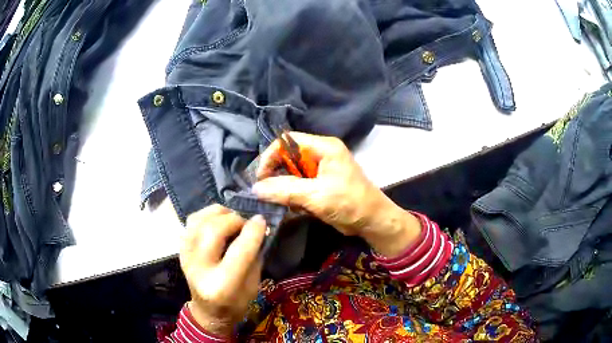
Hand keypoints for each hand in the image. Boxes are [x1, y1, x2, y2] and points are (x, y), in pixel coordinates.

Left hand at [180, 205, 265, 336]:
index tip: (262, 220)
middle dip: (234, 220)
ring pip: (199, 221)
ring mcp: (186, 257)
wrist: (207, 311)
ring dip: (219, 213)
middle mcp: (199, 269)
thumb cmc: (235, 303)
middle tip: (246, 222)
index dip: (253, 231)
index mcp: (222, 286)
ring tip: (231, 218)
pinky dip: (206, 215)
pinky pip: (191, 221)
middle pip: (214, 231)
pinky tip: (217, 220)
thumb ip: (255, 257)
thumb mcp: (253, 286)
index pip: (239, 251)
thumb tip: (258, 227)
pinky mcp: (181, 249)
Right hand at [253, 132, 420, 256]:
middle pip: (288, 156)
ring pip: (291, 172)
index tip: (261, 177)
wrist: (372, 221)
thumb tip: (256, 188)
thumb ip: (285, 190)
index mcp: (323, 147)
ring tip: (281, 202)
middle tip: (266, 192)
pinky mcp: (320, 183)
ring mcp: (321, 169)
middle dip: (276, 174)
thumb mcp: (316, 196)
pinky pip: (298, 184)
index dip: (271, 156)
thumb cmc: (350, 204)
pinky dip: (292, 195)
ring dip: (283, 187)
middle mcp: (321, 153)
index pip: (287, 141)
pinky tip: (294, 207)